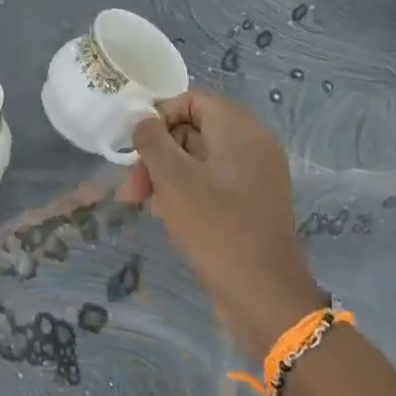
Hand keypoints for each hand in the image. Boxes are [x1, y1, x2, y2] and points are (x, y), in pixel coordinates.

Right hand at [119, 91, 322, 358]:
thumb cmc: (215, 227)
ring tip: (142, 203)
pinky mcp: (250, 204)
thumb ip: (152, 140)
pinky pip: (211, 183)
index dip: (159, 117)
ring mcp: (254, 177)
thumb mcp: (174, 179)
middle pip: (193, 130)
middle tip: (132, 185)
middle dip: (157, 152)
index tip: (136, 147)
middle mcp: (252, 145)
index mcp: (240, 129)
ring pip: (198, 159)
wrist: (263, 294)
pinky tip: (164, 215)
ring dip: (166, 175)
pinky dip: (185, 191)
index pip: (192, 100)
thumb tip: (142, 121)